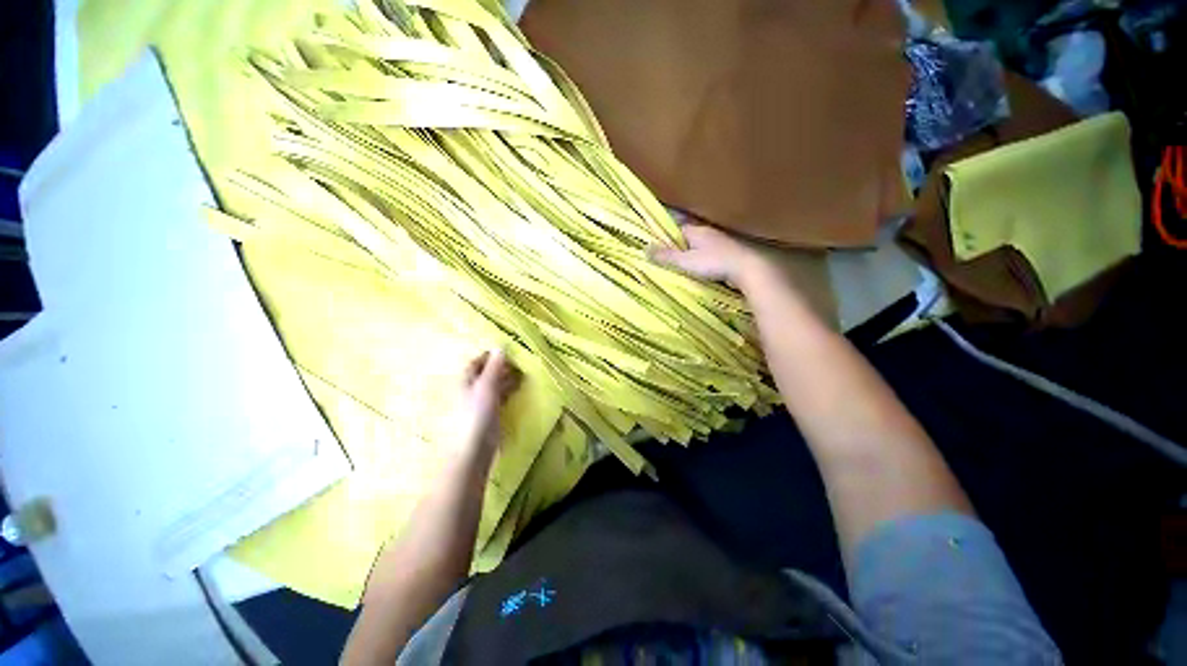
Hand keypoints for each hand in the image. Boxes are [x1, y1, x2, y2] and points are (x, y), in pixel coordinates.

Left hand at [455, 349, 520, 461]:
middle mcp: (472, 388)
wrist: (475, 446)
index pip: (477, 362)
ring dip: (507, 378)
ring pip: (495, 384)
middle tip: (519, 362)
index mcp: (466, 380)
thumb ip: (494, 367)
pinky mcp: (490, 412)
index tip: (507, 351)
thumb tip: (500, 347)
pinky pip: (500, 396)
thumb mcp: (487, 385)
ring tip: (522, 373)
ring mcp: (481, 401)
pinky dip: (508, 390)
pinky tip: (518, 388)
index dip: (490, 355)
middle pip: (486, 372)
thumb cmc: (477, 412)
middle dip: (502, 367)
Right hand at [648, 224, 772, 291]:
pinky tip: (698, 271)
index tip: (657, 246)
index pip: (676, 229)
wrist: (746, 269)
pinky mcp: (727, 254)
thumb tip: (645, 249)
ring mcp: (719, 243)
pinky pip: (709, 255)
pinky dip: (702, 261)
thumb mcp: (685, 261)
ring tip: (680, 266)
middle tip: (666, 259)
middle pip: (687, 238)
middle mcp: (708, 233)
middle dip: (678, 246)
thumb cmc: (714, 262)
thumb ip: (666, 256)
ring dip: (691, 254)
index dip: (666, 236)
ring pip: (699, 247)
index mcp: (696, 230)